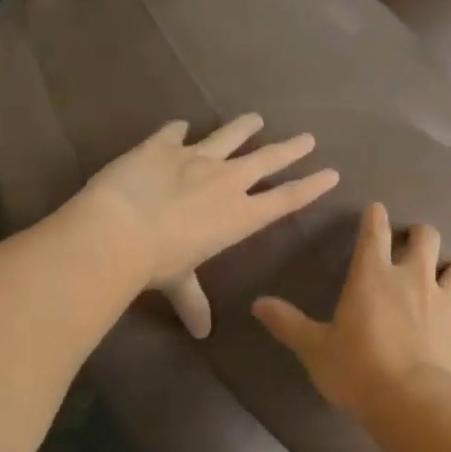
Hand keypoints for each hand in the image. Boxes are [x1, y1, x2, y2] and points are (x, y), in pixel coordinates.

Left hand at [67, 114, 338, 338]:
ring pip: (229, 136)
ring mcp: (196, 157)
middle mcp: (227, 181)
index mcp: (241, 215)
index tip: (332, 173)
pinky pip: (174, 132)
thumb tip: (201, 333)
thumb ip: (193, 301)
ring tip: (256, 118)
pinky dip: (178, 129)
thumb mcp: (179, 282)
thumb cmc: (157, 262)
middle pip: (268, 159)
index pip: (287, 198)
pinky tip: (180, 124)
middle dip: (291, 148)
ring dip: (244, 127)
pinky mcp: (163, 145)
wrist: (118, 228)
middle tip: (308, 138)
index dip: (312, 186)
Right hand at [253, 203, 450, 417]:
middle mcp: (415, 279)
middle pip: (427, 237)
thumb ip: (289, 323)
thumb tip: (258, 303)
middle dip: (421, 235)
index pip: (374, 233)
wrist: (412, 401)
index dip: (374, 218)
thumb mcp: (314, 348)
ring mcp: (447, 303)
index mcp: (374, 276)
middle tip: (414, 243)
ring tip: (449, 279)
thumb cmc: (357, 369)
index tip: (376, 209)